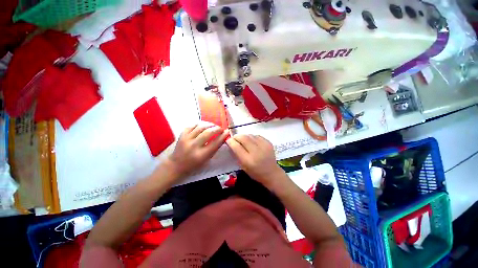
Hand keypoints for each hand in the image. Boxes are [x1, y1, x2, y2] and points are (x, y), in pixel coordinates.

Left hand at [164, 124, 228, 178]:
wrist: (176, 165)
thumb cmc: (194, 164)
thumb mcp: (206, 159)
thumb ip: (214, 148)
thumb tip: (223, 137)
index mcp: (201, 155)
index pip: (215, 143)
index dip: (222, 136)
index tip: (227, 131)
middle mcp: (193, 146)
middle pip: (208, 133)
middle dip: (217, 128)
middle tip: (220, 128)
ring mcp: (186, 139)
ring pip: (200, 127)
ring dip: (209, 124)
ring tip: (213, 125)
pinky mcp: (181, 135)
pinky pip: (192, 125)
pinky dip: (199, 124)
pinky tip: (203, 125)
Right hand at [226, 134, 283, 186]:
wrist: (272, 173)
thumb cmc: (255, 172)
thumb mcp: (243, 166)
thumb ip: (237, 154)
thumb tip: (231, 143)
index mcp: (248, 160)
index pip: (236, 146)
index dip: (230, 141)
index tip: (228, 140)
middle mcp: (256, 152)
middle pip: (243, 138)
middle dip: (236, 136)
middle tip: (234, 138)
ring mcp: (264, 146)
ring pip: (250, 135)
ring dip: (244, 136)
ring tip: (242, 139)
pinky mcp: (268, 143)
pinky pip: (257, 135)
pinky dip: (251, 137)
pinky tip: (251, 140)